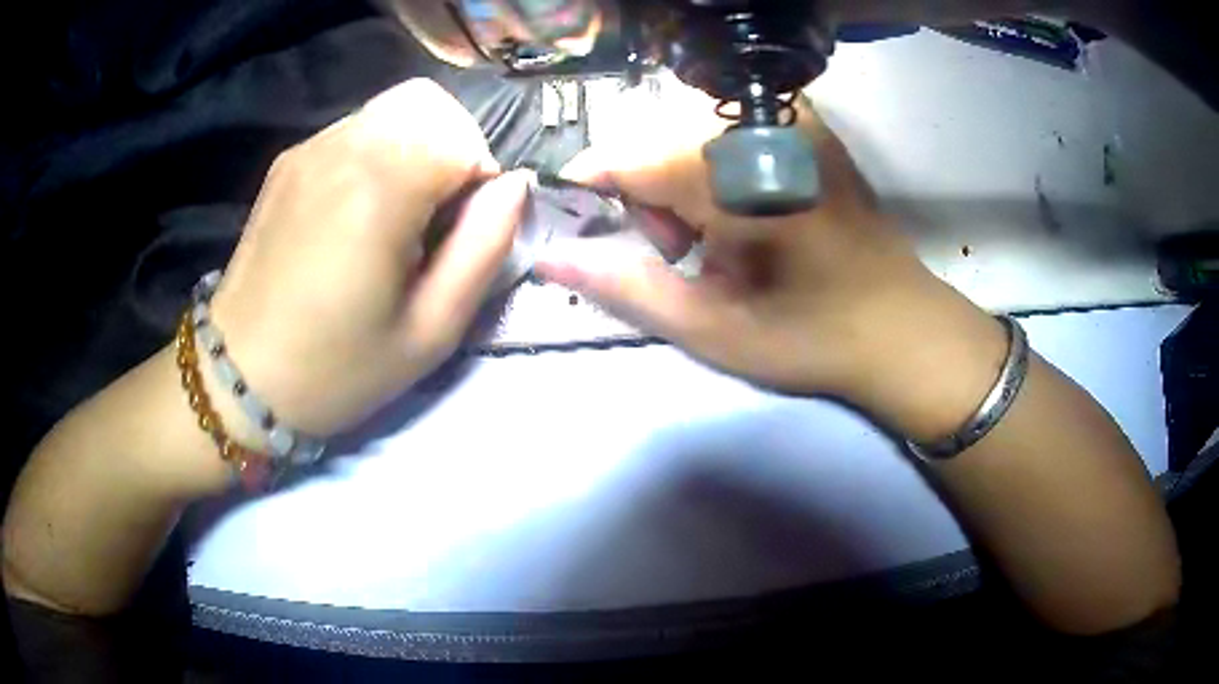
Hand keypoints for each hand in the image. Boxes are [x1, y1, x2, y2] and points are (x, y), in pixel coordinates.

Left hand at [208, 79, 529, 437]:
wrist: (241, 377)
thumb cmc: (337, 368)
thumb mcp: (431, 331)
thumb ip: (486, 249)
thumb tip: (514, 187)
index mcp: (380, 187)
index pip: (465, 142)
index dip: (480, 185)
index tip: (459, 236)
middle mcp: (343, 146)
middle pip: (431, 105)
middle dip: (455, 149)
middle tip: (437, 214)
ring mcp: (310, 147)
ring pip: (394, 108)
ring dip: (418, 146)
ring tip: (399, 211)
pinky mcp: (289, 159)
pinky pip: (356, 128)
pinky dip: (380, 151)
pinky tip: (359, 208)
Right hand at [536, 89, 1007, 441]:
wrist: (901, 327)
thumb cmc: (809, 336)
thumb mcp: (709, 327)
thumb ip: (623, 285)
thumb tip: (547, 256)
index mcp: (732, 177)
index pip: (625, 157)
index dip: (592, 189)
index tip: (583, 227)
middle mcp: (758, 128)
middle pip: (655, 140)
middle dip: (648, 195)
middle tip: (685, 253)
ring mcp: (790, 120)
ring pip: (689, 132)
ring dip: (683, 181)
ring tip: (721, 238)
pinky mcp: (809, 126)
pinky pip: (729, 131)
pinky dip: (718, 168)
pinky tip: (749, 211)